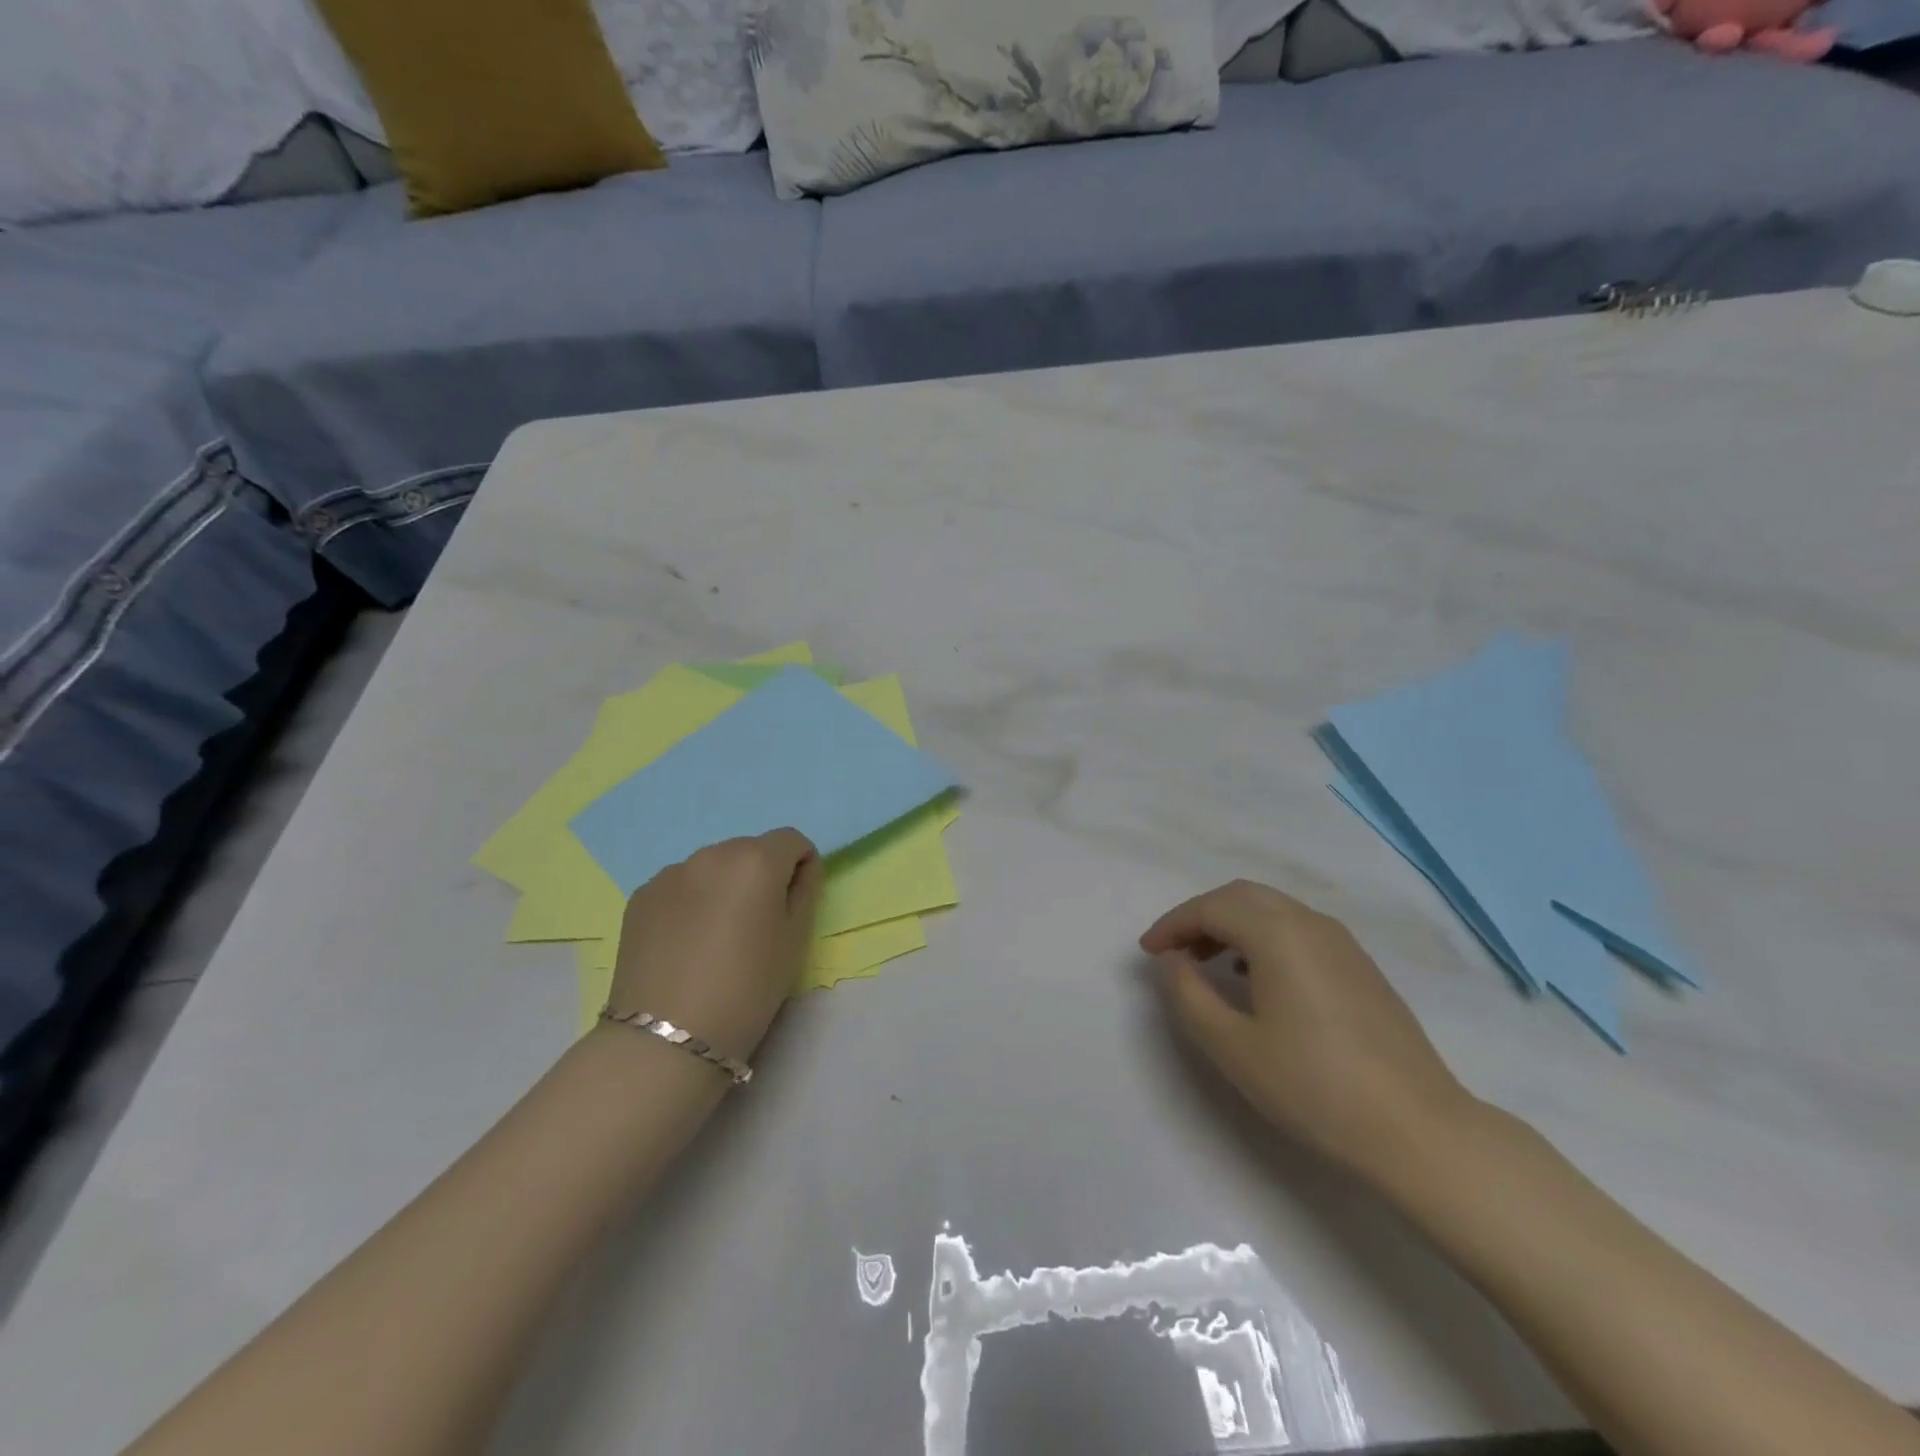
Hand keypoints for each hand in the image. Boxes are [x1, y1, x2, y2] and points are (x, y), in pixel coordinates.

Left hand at [608, 829, 823, 1065]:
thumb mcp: (795, 941)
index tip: (795, 903)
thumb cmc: (747, 989)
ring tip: (716, 936)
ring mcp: (670, 873)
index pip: (792, 840)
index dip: (801, 866)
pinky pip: (680, 885)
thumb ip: (805, 891)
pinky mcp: (641, 896)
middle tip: (756, 924)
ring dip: (723, 886)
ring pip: (712, 866)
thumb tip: (800, 869)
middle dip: (760, 875)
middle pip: (750, 850)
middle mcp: (712, 854)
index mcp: (756, 861)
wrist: (666, 1037)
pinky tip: (686, 943)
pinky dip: (691, 901)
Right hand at [1143, 880, 1474, 1190]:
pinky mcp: (1360, 965)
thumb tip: (1171, 959)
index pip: (1210, 908)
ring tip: (1208, 963)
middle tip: (1174, 952)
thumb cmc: (1314, 1087)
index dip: (1172, 924)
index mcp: (1278, 934)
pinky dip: (1264, 936)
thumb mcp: (1232, 1046)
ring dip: (1232, 923)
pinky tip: (1257, 976)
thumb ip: (1189, 994)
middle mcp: (1310, 923)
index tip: (1147, 952)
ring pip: (1272, 909)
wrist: (1418, 1130)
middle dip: (1200, 916)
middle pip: (1242, 896)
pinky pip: (1298, 928)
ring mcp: (1342, 942)